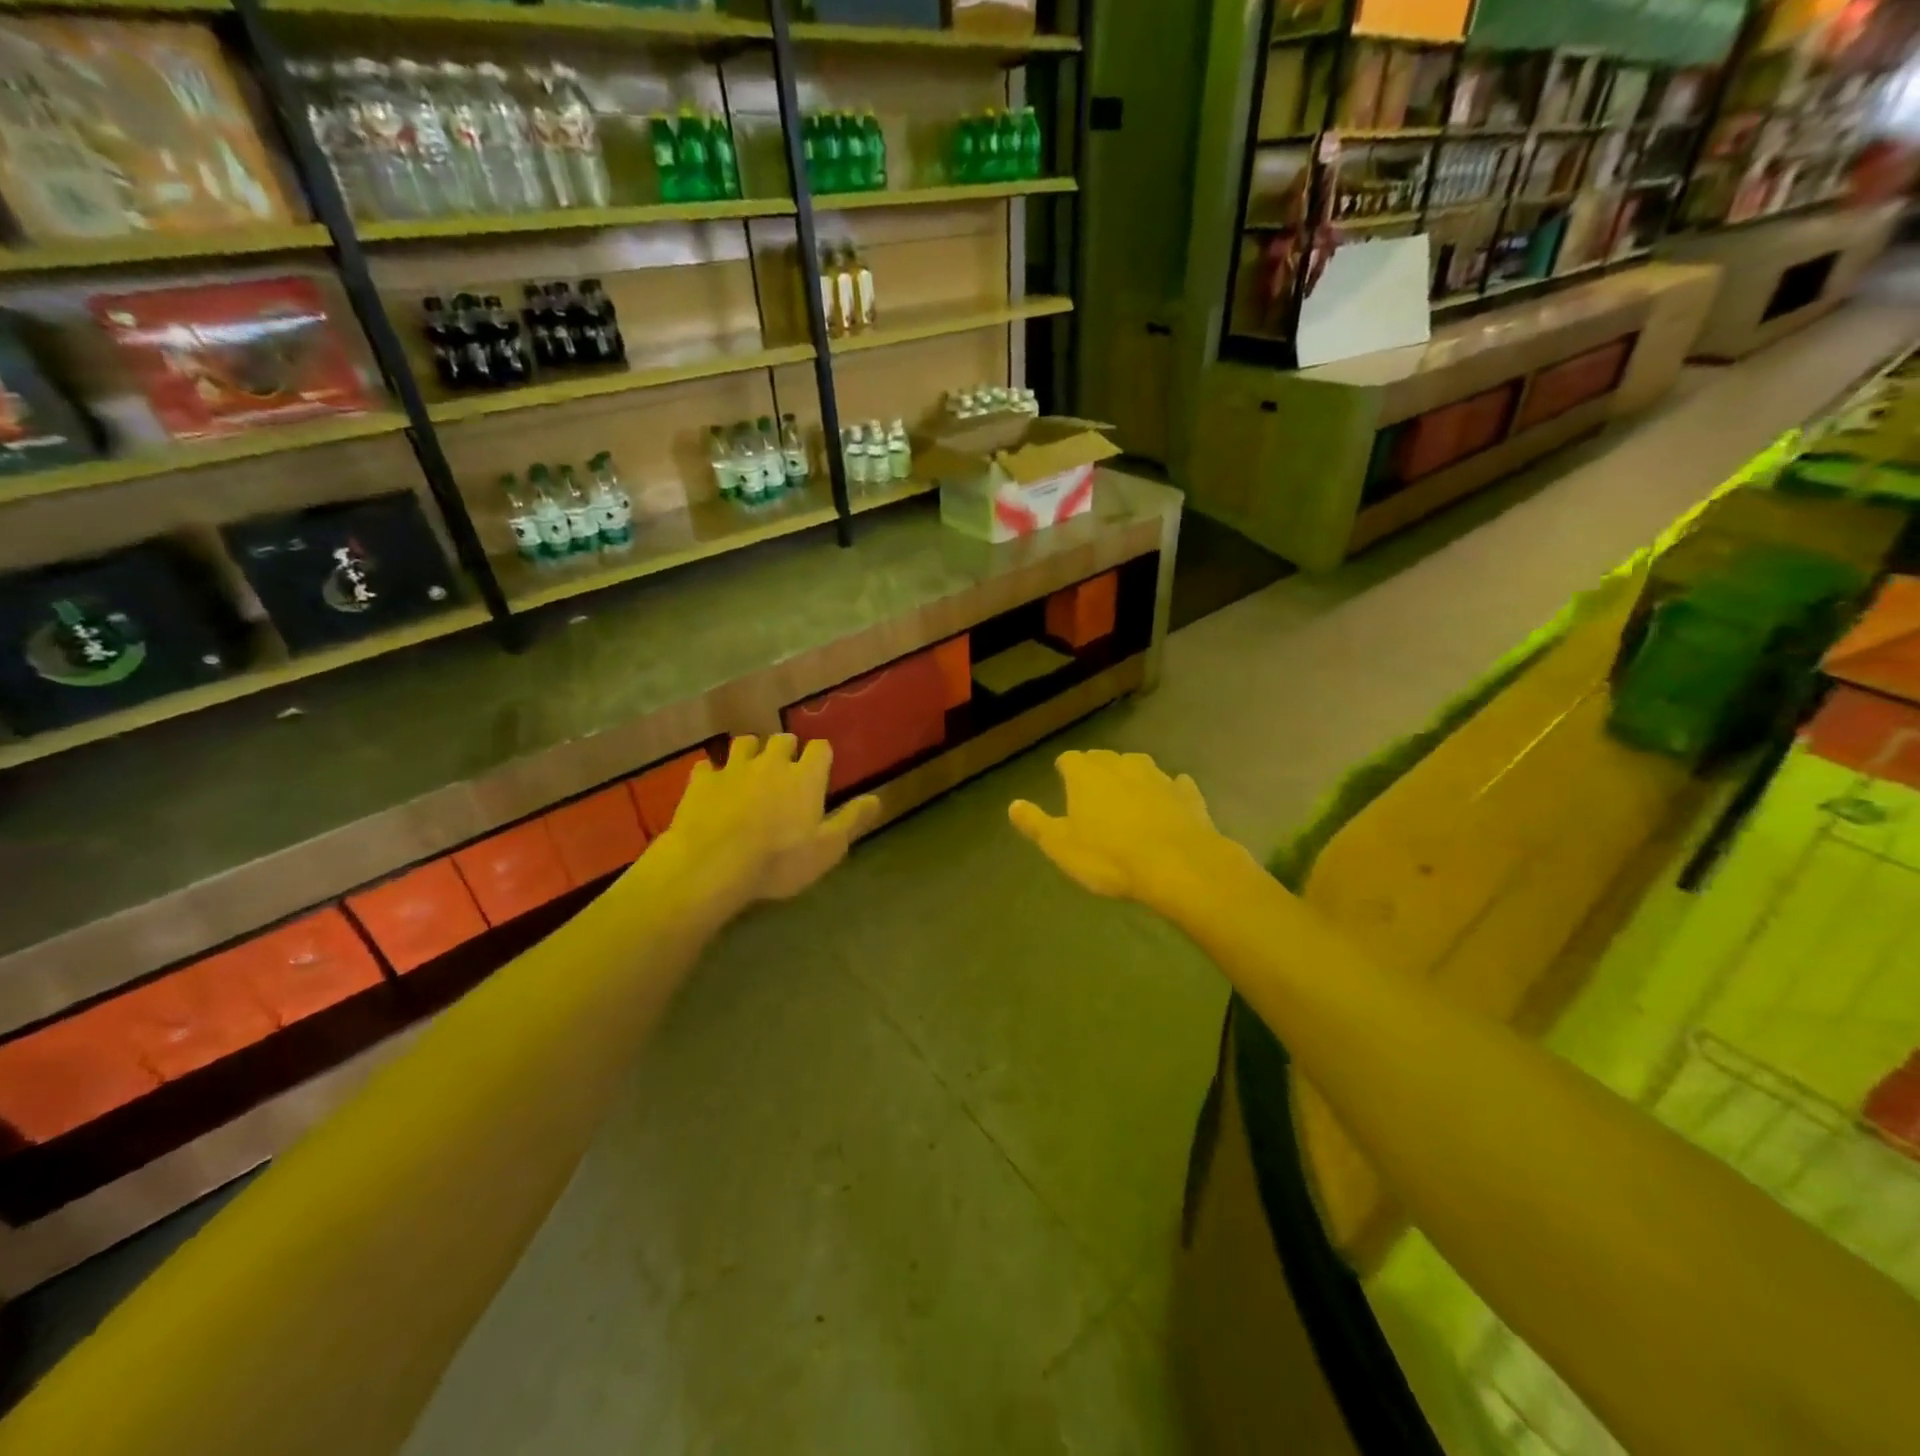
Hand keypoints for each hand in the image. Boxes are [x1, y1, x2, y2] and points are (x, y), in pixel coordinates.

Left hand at [654, 735, 877, 920]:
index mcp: (805, 777)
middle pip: (782, 740)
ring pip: (745, 743)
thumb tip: (877, 798)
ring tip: (751, 770)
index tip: (820, 770)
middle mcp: (771, 762)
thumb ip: (851, 820)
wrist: (712, 865)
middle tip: (785, 770)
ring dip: (751, 753)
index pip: (820, 749)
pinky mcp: (701, 781)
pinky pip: (708, 765)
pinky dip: (713, 772)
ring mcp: (733, 768)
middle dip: (786, 749)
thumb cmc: (778, 861)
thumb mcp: (827, 848)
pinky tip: (713, 785)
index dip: (821, 757)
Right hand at [1009, 751, 1251, 912]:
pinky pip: (1174, 785)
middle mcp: (1121, 765)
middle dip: (1097, 770)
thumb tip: (1013, 805)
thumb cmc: (1109, 857)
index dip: (1065, 770)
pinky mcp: (1187, 793)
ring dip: (1132, 777)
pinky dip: (1168, 791)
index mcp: (1086, 775)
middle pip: (1104, 759)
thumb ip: (1036, 823)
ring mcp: (1158, 776)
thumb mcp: (1061, 846)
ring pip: (1140, 766)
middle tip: (1093, 792)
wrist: (1178, 865)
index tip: (1063, 780)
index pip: (1069, 759)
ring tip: (1128, 796)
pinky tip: (1168, 803)